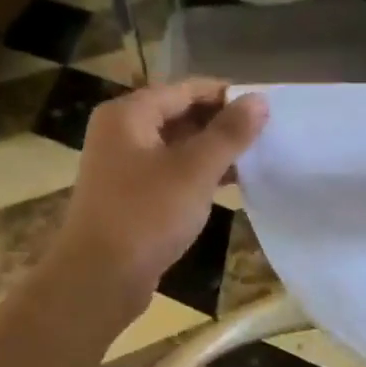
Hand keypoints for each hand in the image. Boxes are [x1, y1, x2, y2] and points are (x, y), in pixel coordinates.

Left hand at [56, 79, 267, 311]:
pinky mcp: (130, 197)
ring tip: (254, 158)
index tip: (264, 107)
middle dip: (220, 124)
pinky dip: (197, 175)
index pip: (185, 89)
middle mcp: (121, 133)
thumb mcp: (195, 170)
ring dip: (212, 151)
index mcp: (129, 115)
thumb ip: (229, 133)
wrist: (101, 277)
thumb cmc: (147, 215)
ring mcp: (123, 167)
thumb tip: (259, 99)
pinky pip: (170, 173)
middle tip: (264, 134)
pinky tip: (228, 185)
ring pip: (176, 147)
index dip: (225, 95)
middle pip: (179, 115)